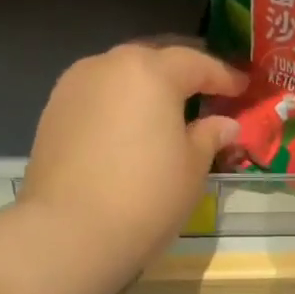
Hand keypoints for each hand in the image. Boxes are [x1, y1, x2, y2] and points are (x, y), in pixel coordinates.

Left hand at [20, 38, 245, 272]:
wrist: (70, 232)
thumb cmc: (146, 197)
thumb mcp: (192, 169)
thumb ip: (209, 137)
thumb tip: (226, 124)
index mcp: (150, 71)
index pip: (196, 63)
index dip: (224, 76)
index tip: (243, 87)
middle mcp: (108, 65)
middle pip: (153, 61)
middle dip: (181, 76)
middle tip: (205, 94)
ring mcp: (74, 87)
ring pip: (120, 77)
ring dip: (145, 90)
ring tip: (164, 114)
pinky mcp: (52, 113)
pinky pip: (97, 99)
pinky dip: (118, 107)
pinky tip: (128, 132)